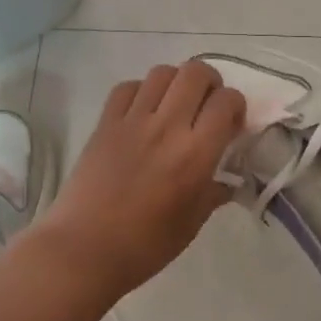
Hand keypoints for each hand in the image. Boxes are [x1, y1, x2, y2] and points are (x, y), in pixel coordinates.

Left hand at [37, 61, 246, 299]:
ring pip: (162, 72)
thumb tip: (227, 182)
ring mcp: (132, 121)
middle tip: (208, 105)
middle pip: (196, 72)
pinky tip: (143, 111)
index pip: (226, 101)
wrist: (84, 249)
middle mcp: (167, 126)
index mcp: (195, 154)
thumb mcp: (190, 224)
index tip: (232, 125)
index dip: (236, 106)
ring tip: (176, 105)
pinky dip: (141, 90)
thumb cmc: (144, 246)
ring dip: (176, 82)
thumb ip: (212, 194)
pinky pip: (127, 87)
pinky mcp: (105, 123)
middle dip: (211, 82)